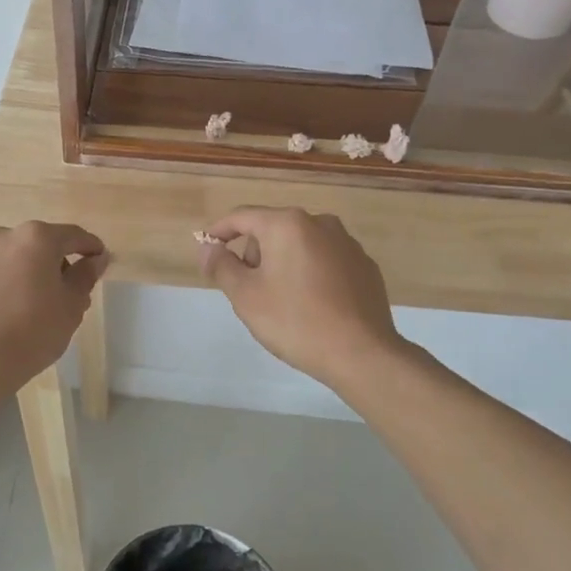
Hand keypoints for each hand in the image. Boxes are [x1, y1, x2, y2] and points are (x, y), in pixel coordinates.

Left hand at [0, 222, 109, 393]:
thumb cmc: (33, 332)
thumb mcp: (72, 307)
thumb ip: (85, 276)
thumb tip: (95, 259)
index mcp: (36, 239)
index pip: (72, 236)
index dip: (89, 246)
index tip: (98, 258)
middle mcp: (2, 236)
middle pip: (35, 244)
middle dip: (49, 262)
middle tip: (60, 291)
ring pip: (4, 257)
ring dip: (17, 271)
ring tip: (22, 303)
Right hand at [198, 207, 417, 392]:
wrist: (362, 354)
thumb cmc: (295, 321)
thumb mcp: (245, 295)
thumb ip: (221, 265)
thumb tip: (209, 248)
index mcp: (287, 224)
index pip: (241, 216)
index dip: (218, 231)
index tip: (206, 249)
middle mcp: (320, 223)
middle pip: (272, 229)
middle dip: (253, 253)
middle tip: (246, 289)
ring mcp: (347, 244)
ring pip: (300, 244)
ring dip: (282, 263)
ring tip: (280, 300)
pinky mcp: (365, 266)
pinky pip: (325, 261)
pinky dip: (309, 273)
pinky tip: (310, 304)